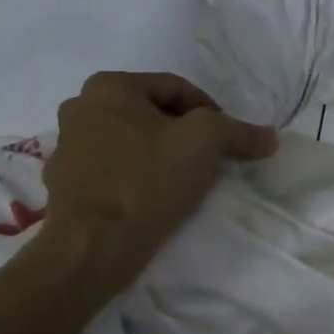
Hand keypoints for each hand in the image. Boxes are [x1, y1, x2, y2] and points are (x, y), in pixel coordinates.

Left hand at [20, 72, 276, 302]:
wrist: (92, 247)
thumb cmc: (147, 181)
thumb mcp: (205, 143)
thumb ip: (240, 132)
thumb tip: (269, 136)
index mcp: (109, 87)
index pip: (176, 88)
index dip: (211, 111)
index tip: (229, 140)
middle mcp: (80, 107)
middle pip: (151, 113)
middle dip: (183, 132)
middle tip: (209, 159)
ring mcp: (66, 147)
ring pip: (130, 141)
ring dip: (158, 154)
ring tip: (183, 180)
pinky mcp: (63, 183)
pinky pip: (112, 170)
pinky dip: (135, 176)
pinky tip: (152, 198)